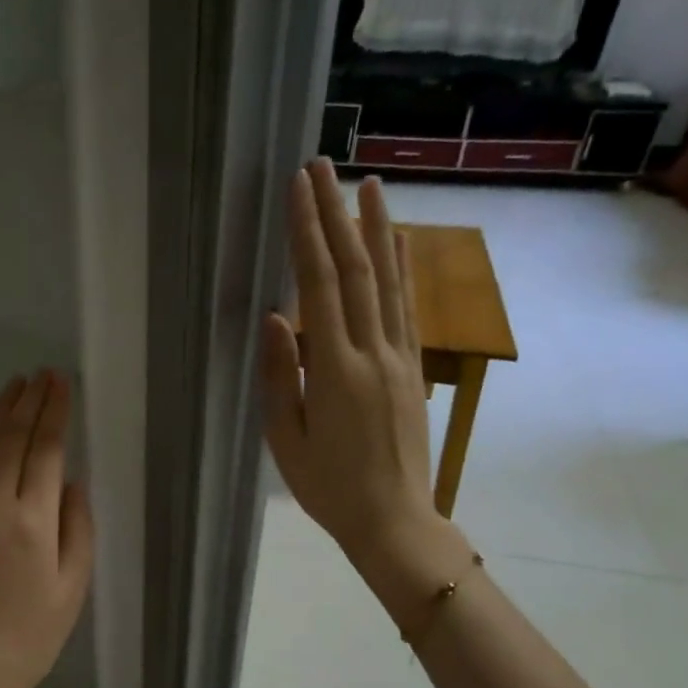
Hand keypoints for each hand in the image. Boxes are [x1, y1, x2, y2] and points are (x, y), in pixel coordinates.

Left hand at [0, 369, 95, 687]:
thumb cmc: (27, 639)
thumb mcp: (71, 591)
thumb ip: (77, 529)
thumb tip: (72, 483)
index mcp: (33, 522)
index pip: (47, 450)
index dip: (55, 412)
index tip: (61, 382)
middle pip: (13, 439)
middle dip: (30, 401)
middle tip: (42, 373)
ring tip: (15, 383)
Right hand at [259, 160, 467, 604]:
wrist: (394, 520)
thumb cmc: (328, 487)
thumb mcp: (287, 439)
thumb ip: (281, 375)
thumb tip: (275, 317)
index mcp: (335, 370)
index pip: (319, 287)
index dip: (308, 234)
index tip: (298, 189)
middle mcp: (373, 352)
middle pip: (355, 270)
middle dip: (337, 215)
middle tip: (323, 167)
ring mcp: (399, 358)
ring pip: (388, 281)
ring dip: (377, 229)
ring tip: (369, 184)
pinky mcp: (412, 369)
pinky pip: (406, 309)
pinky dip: (402, 269)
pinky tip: (399, 242)